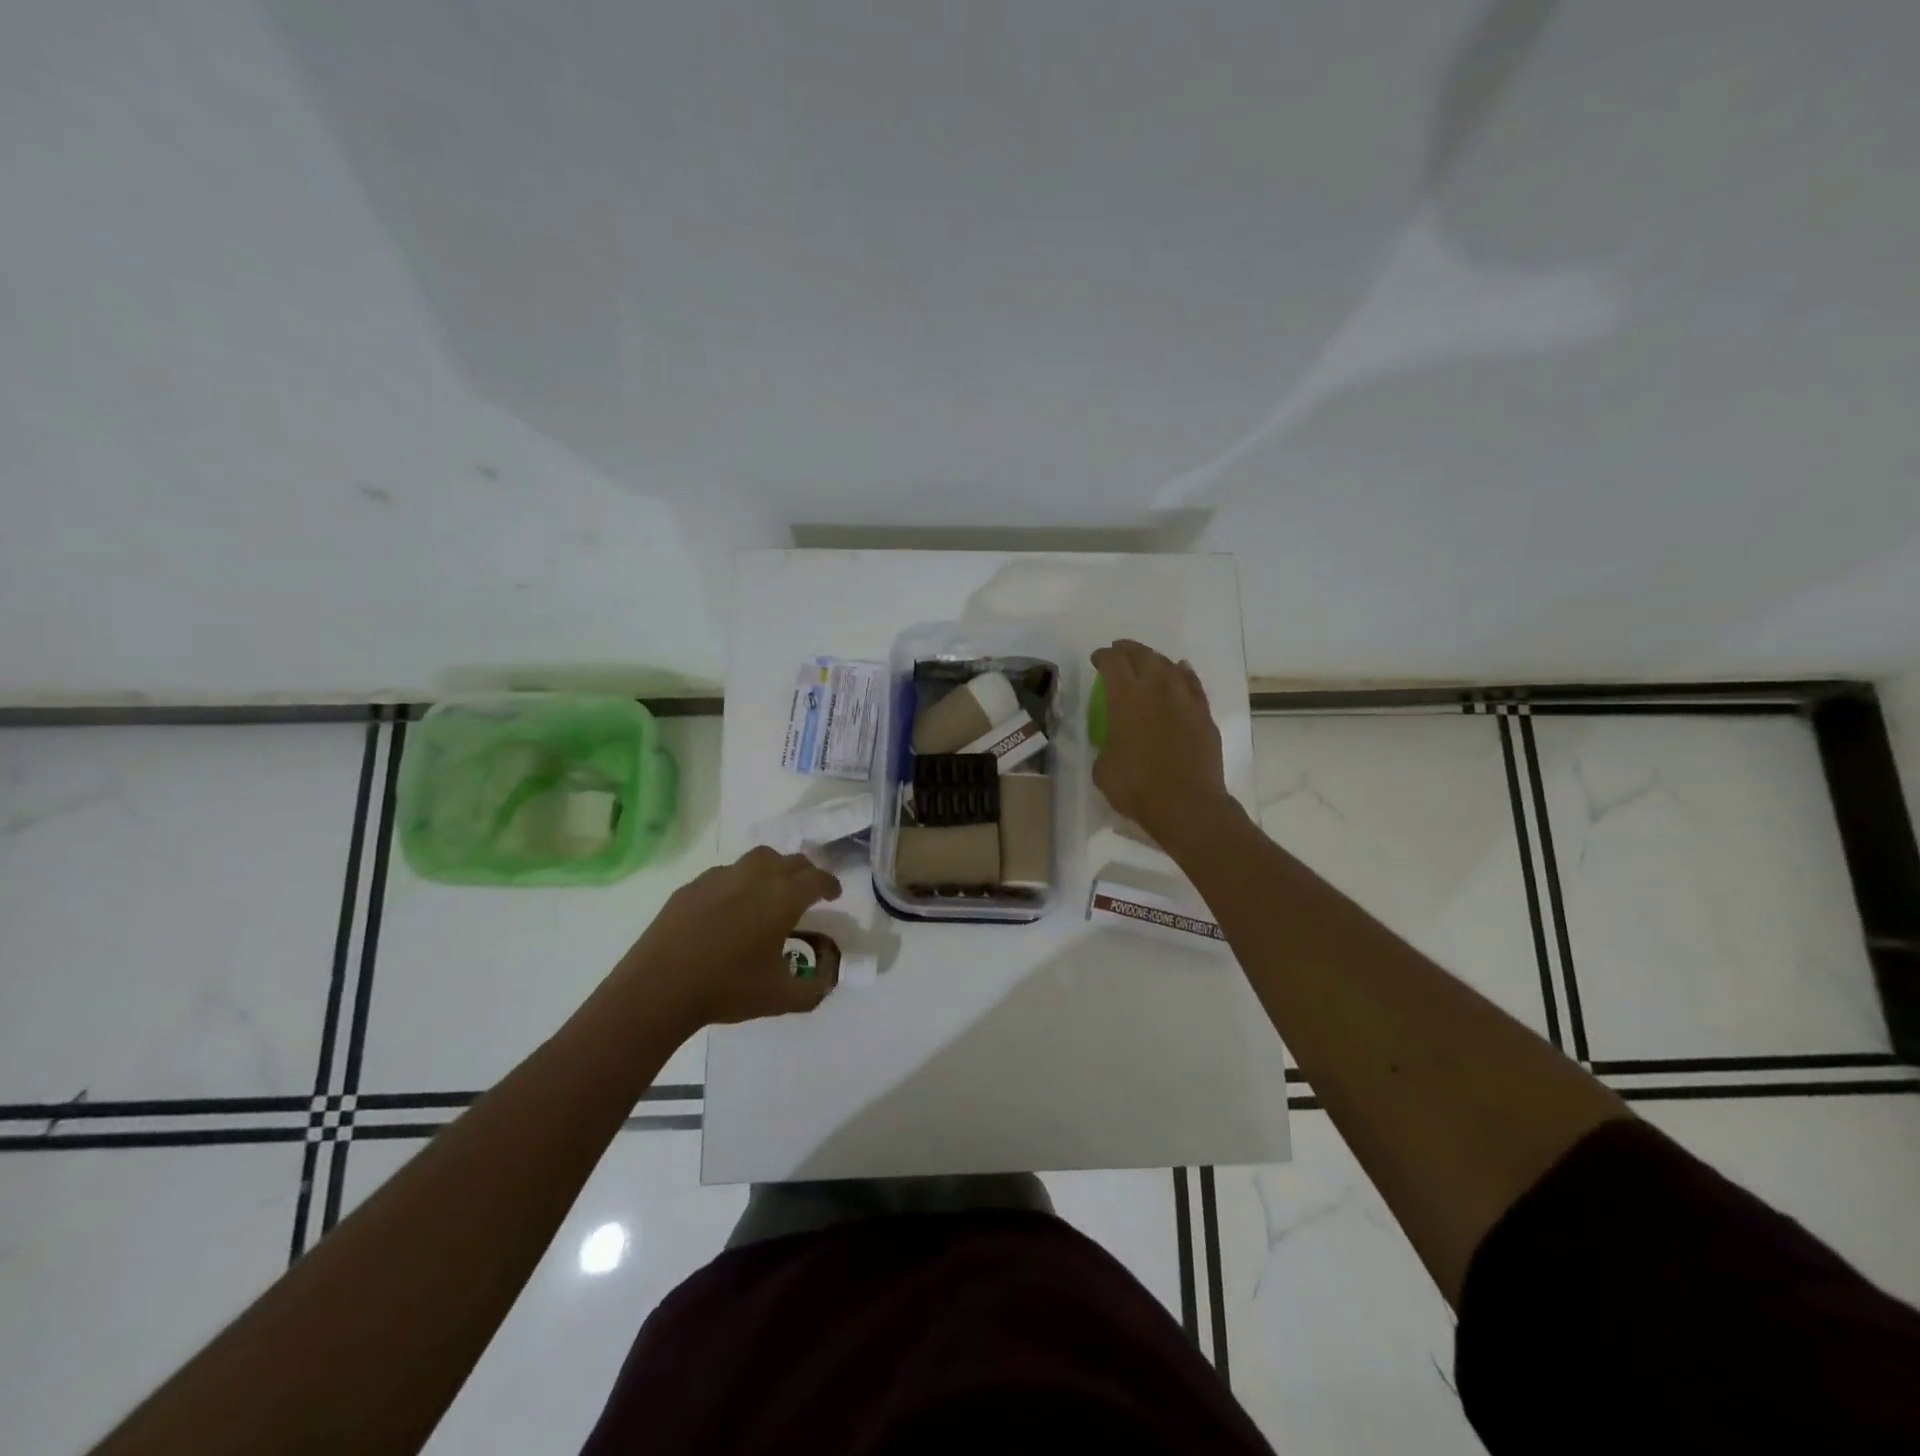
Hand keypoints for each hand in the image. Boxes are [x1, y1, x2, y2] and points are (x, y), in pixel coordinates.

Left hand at [617, 847, 842, 1031]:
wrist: (659, 988)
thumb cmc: (727, 989)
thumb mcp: (781, 998)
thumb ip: (814, 988)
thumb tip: (828, 978)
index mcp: (783, 898)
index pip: (817, 878)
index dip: (830, 884)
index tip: (833, 895)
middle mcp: (756, 877)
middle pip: (791, 861)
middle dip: (805, 873)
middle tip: (807, 892)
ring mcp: (721, 877)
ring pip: (759, 858)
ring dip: (774, 868)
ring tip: (771, 890)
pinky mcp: (693, 885)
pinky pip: (727, 873)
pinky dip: (740, 881)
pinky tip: (732, 906)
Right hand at [1091, 639, 1230, 844]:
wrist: (1186, 804)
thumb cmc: (1136, 787)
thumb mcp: (1103, 768)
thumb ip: (1106, 745)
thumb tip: (1113, 741)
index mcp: (1125, 697)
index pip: (1112, 662)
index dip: (1102, 657)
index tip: (1097, 659)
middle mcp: (1156, 688)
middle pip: (1142, 655)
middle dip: (1127, 650)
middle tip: (1119, 652)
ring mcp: (1184, 699)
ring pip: (1169, 665)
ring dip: (1155, 660)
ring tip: (1148, 662)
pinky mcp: (1204, 714)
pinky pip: (1192, 683)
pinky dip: (1183, 674)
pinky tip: (1180, 672)